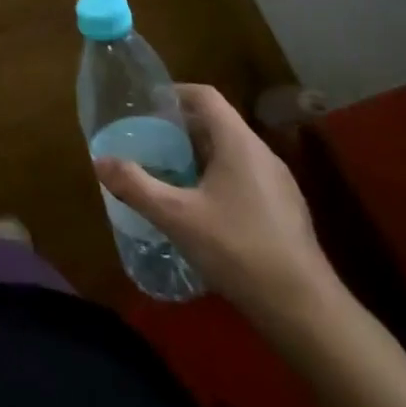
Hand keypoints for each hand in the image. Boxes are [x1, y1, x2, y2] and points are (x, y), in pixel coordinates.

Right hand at [95, 83, 338, 333]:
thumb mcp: (177, 217)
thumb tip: (99, 161)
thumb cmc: (239, 250)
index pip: (205, 96)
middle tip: (148, 143)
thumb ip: (136, 186)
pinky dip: (217, 180)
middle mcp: (262, 154)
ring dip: (198, 157)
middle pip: (217, 124)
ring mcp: (278, 184)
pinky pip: (244, 178)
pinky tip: (200, 211)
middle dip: (180, 129)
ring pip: (231, 153)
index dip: (174, 94)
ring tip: (168, 175)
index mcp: (239, 143)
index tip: (145, 106)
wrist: (306, 312)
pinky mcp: (285, 212)